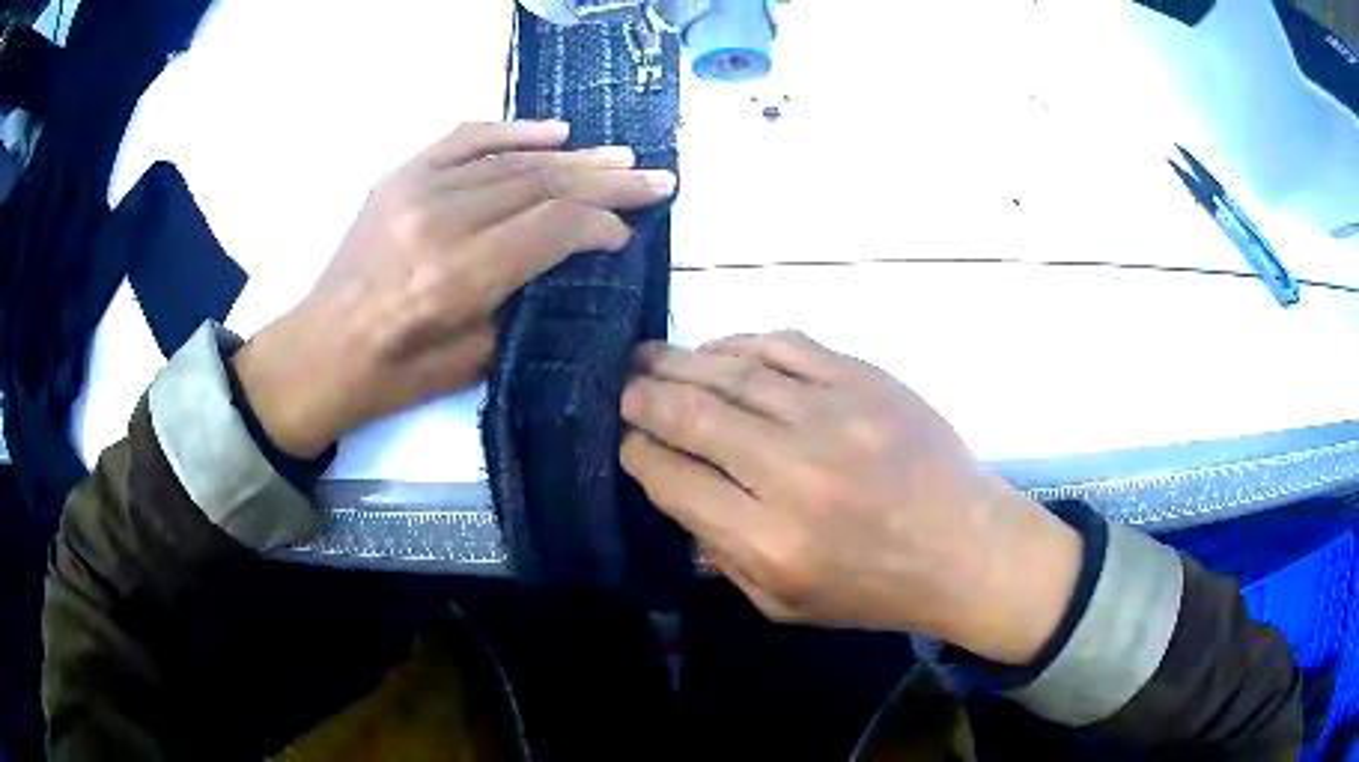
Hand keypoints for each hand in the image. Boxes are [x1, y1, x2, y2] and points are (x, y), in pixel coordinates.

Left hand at [233, 121, 676, 456]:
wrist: (319, 352)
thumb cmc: (394, 376)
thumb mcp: (472, 360)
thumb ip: (525, 300)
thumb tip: (571, 259)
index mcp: (457, 277)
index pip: (553, 226)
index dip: (602, 223)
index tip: (629, 232)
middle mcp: (440, 221)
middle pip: (542, 184)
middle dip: (608, 180)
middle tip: (655, 177)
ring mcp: (415, 190)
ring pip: (513, 160)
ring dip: (574, 156)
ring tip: (621, 155)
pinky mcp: (399, 177)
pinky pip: (465, 139)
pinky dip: (513, 131)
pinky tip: (555, 131)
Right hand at [620, 332, 1081, 664]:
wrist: (966, 547)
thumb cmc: (874, 589)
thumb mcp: (783, 605)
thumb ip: (720, 553)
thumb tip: (676, 489)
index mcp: (769, 541)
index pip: (673, 480)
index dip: (638, 454)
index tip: (628, 442)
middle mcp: (793, 471)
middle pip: (693, 416)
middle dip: (645, 399)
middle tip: (625, 389)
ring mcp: (833, 415)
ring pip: (732, 372)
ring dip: (679, 362)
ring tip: (648, 358)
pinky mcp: (864, 379)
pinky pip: (785, 345)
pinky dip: (740, 342)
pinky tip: (716, 349)